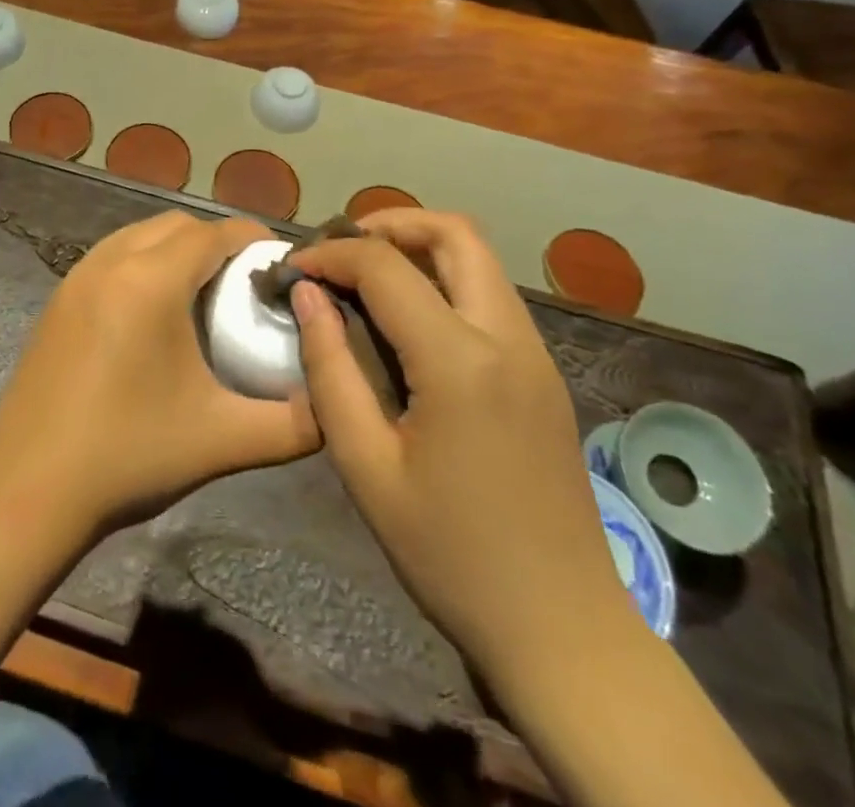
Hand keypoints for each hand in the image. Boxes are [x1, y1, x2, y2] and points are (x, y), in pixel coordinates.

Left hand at [0, 212, 320, 544]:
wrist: (28, 490)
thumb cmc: (129, 455)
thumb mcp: (223, 439)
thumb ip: (295, 422)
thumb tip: (337, 406)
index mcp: (151, 281)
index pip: (215, 233)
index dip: (254, 239)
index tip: (282, 264)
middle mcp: (110, 262)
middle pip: (177, 225)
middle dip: (218, 241)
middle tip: (247, 283)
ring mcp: (76, 276)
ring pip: (140, 235)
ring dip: (177, 249)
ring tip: (205, 292)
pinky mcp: (58, 298)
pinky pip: (112, 256)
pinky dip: (143, 261)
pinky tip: (155, 311)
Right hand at [289, 209, 625, 679]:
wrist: (562, 629)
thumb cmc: (451, 554)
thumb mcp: (366, 467)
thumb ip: (330, 369)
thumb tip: (307, 294)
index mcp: (460, 360)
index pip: (385, 266)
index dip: (330, 254)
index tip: (292, 268)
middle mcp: (507, 337)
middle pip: (454, 233)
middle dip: (389, 224)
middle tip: (340, 251)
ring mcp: (535, 352)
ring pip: (479, 259)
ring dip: (420, 248)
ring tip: (365, 278)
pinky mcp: (544, 372)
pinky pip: (491, 295)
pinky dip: (445, 280)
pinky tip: (408, 320)